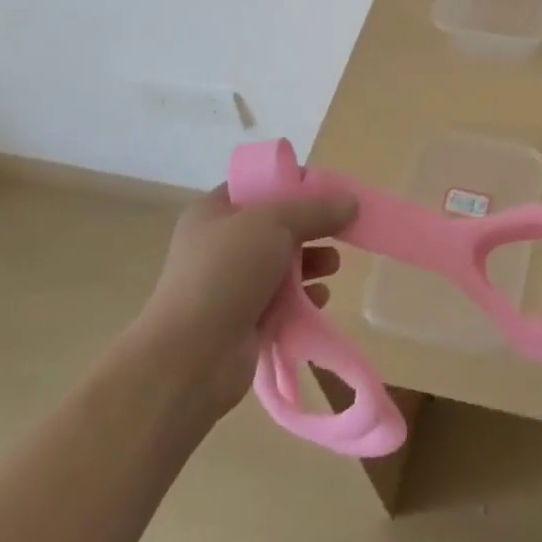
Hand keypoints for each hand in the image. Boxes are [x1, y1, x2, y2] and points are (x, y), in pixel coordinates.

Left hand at [141, 184, 355, 418]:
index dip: (292, 183)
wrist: (190, 358)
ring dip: (310, 262)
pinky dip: (302, 298)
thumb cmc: (226, 273)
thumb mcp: (274, 224)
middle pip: (274, 226)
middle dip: (309, 228)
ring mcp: (229, 285)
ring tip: (333, 266)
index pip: (257, 186)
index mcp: (214, 212)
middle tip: (341, 230)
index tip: (327, 191)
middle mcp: (219, 245)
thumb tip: (351, 201)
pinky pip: (280, 301)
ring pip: (280, 264)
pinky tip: (320, 299)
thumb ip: (315, 210)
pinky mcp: (242, 321)